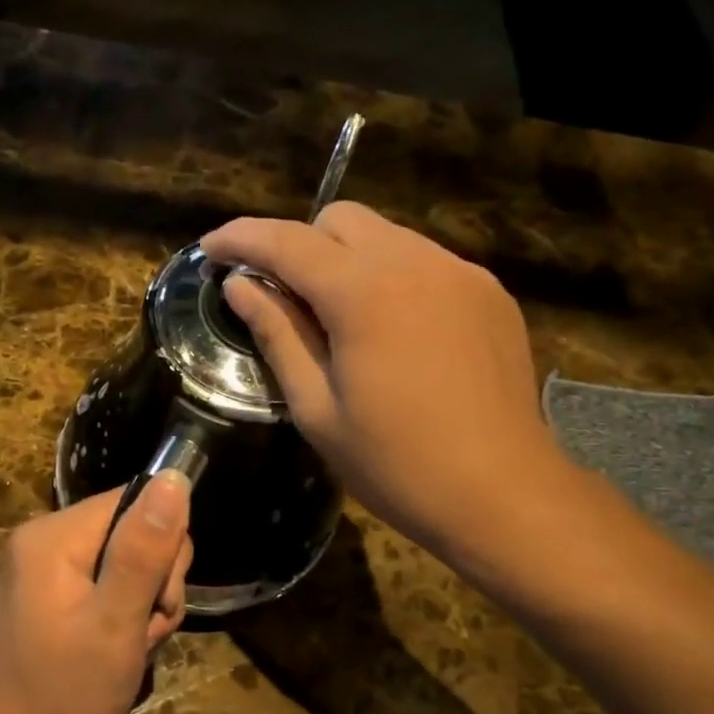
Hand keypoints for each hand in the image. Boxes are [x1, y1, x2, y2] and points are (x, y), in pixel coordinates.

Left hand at [0, 475, 193, 713]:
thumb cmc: (70, 693)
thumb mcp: (118, 621)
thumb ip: (145, 549)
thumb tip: (174, 477)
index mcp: (52, 536)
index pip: (134, 501)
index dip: (162, 546)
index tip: (158, 599)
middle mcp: (44, 539)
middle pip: (133, 528)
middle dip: (155, 581)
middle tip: (143, 629)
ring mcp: (46, 566)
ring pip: (130, 558)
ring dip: (147, 601)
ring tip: (132, 644)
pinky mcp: (54, 590)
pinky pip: (110, 580)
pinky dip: (127, 611)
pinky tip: (122, 646)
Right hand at [202, 202, 574, 570]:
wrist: (504, 494)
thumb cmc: (396, 464)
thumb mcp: (317, 408)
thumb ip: (277, 335)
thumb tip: (240, 286)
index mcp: (365, 293)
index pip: (287, 242)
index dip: (240, 239)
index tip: (209, 249)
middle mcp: (416, 262)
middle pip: (340, 219)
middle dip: (298, 245)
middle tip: (280, 298)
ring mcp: (460, 273)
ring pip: (385, 235)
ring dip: (346, 260)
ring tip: (338, 320)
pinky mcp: (488, 293)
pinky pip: (424, 262)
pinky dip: (391, 278)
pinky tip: (393, 332)